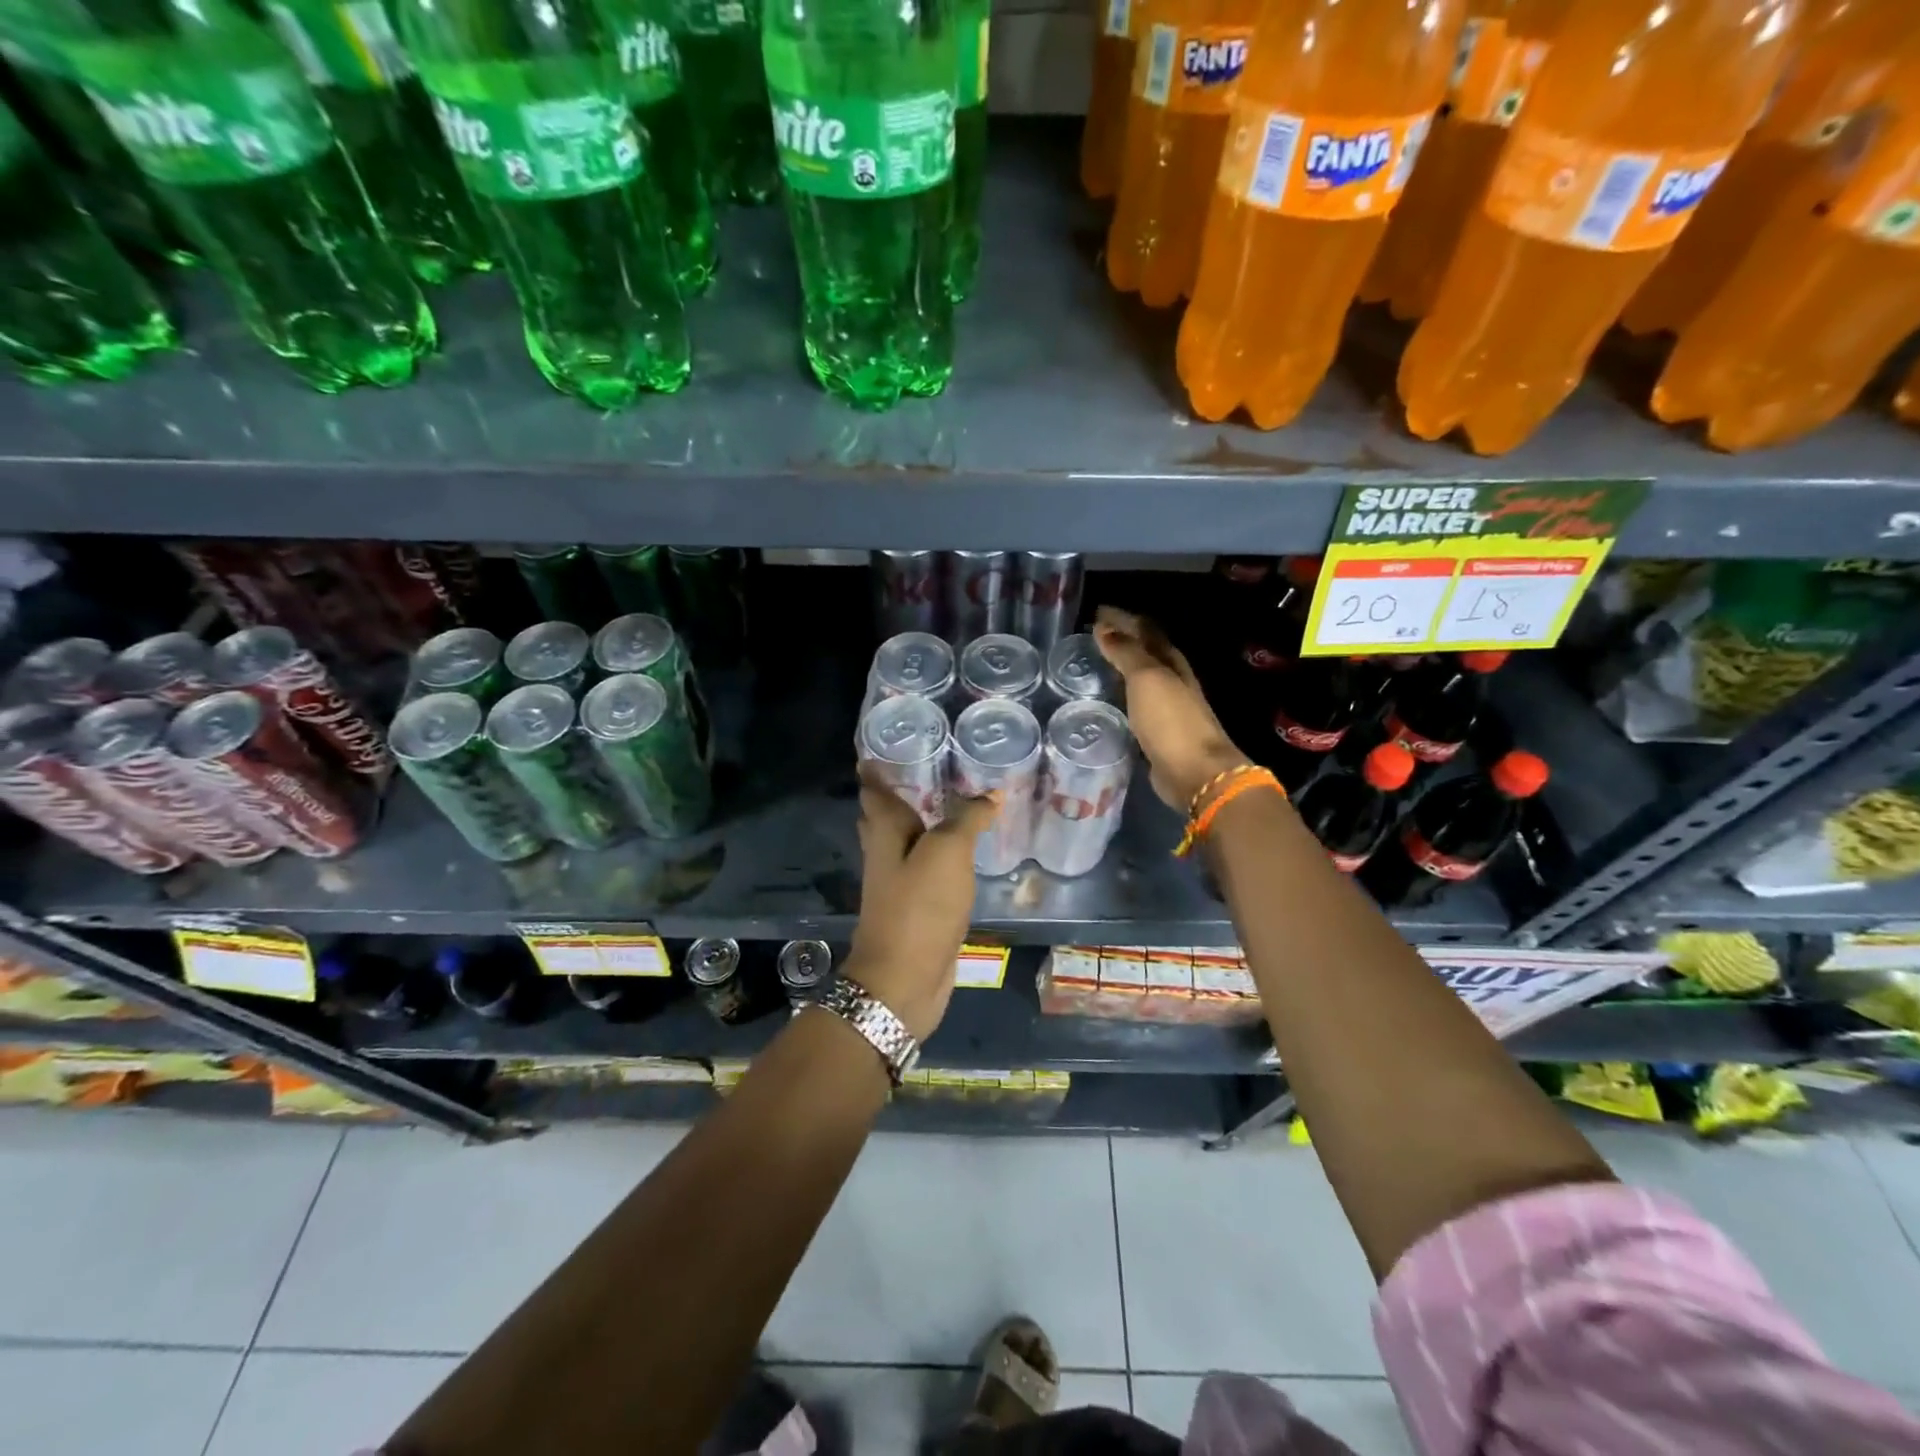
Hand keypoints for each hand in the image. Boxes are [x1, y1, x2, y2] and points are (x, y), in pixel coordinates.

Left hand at [846, 769, 998, 1040]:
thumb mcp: (947, 853)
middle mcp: (886, 851)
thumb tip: (990, 793)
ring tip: (956, 797)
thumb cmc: (919, 907)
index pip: (873, 787)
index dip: (876, 763)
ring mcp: (899, 880)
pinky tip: (964, 847)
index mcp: (884, 831)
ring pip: (910, 839)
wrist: (904, 980)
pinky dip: (942, 850)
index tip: (889, 739)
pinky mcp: (917, 904)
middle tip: (931, 763)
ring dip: (926, 819)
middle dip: (901, 789)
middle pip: (887, 812)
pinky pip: (929, 866)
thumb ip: (967, 819)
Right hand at [1094, 606, 1248, 809]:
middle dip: (1122, 640)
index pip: (1145, 630)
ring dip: (1121, 668)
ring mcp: (1167, 708)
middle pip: (1145, 652)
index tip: (1096, 612)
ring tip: (1095, 665)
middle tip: (1092, 636)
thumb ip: (1126, 653)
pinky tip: (1106, 701)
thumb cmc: (1171, 720)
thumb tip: (1104, 627)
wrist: (1195, 772)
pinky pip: (1135, 705)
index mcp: (1172, 662)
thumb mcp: (1147, 679)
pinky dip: (1121, 696)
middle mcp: (1172, 680)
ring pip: (1140, 679)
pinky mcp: (1157, 733)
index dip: (1122, 619)